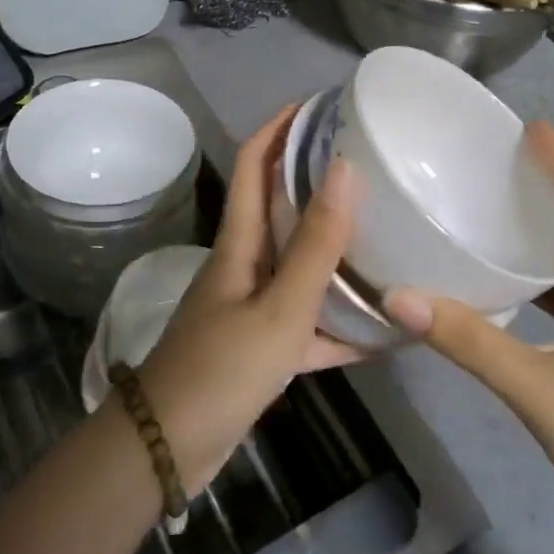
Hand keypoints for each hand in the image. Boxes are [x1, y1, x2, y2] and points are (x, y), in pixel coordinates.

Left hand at [137, 104, 358, 493]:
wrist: (167, 449)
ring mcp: (251, 307)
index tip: (320, 105)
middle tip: (371, 167)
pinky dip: (339, 323)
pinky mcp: (260, 346)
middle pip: (280, 208)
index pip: (253, 164)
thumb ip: (315, 245)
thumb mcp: (279, 308)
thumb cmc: (221, 369)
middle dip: (317, 180)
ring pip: (299, 266)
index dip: (280, 127)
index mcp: (240, 243)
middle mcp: (244, 265)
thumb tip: (345, 169)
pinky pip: (307, 322)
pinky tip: (382, 331)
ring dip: (335, 252)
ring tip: (386, 237)